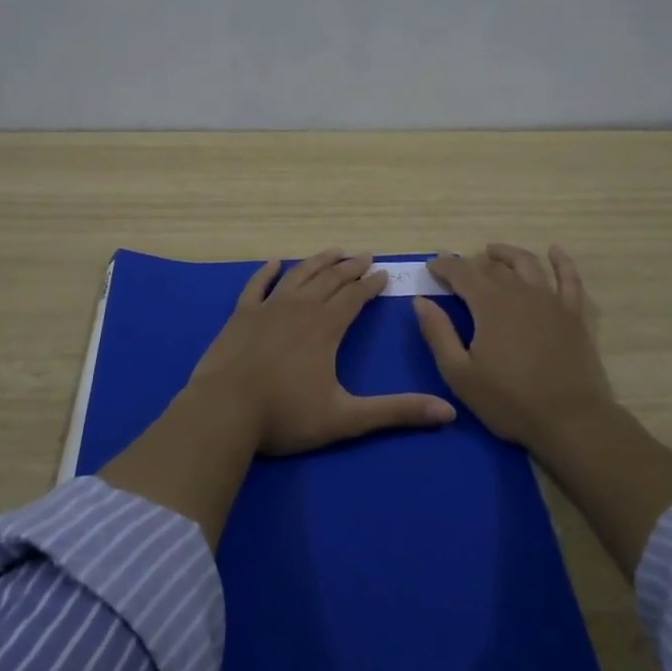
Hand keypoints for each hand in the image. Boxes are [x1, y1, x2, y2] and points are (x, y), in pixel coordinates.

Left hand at [188, 249, 456, 455]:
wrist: (224, 411)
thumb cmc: (285, 415)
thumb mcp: (346, 418)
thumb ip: (396, 412)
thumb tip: (448, 412)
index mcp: (326, 327)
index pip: (355, 297)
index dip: (371, 284)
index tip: (384, 273)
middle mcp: (300, 308)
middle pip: (330, 280)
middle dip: (350, 267)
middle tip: (365, 256)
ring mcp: (267, 308)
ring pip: (299, 276)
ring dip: (318, 262)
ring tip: (334, 252)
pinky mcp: (241, 315)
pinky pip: (257, 286)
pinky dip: (267, 272)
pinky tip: (275, 262)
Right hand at [412, 244, 619, 454]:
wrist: (570, 421)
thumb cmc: (509, 401)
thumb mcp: (460, 374)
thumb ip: (438, 333)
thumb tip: (421, 301)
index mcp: (489, 305)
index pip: (461, 273)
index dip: (444, 266)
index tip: (431, 267)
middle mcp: (519, 293)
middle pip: (492, 268)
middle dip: (470, 264)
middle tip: (456, 269)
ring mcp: (550, 301)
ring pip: (527, 264)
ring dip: (507, 254)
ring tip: (493, 252)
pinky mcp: (573, 315)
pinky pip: (568, 279)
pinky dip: (561, 261)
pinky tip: (554, 251)